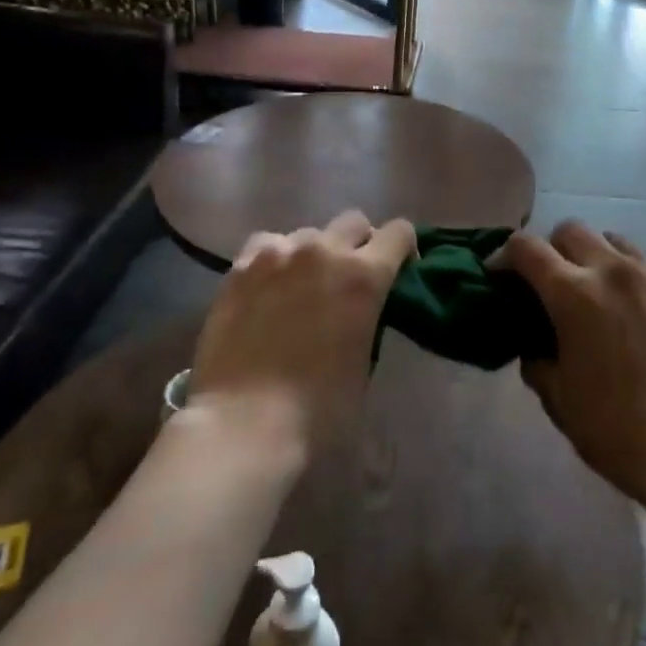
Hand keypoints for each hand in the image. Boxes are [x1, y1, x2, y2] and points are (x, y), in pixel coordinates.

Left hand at [188, 210, 415, 459]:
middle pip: (354, 222)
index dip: (403, 249)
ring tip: (302, 287)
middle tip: (349, 280)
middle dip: (359, 244)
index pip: (399, 232)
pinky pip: (267, 245)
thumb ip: (368, 318)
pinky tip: (268, 287)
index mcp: (364, 276)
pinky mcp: (241, 267)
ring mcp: (278, 254)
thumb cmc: (318, 410)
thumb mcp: (365, 361)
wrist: (244, 424)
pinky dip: (275, 260)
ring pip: (308, 234)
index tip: (399, 271)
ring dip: (314, 254)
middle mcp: (324, 251)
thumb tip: (359, 309)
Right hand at [507, 221, 645, 510]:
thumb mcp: (557, 398)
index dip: (505, 256)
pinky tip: (641, 322)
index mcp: (573, 293)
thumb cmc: (615, 429)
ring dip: (596, 257)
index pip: (525, 247)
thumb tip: (536, 346)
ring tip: (598, 294)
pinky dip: (635, 284)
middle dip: (552, 249)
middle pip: (571, 229)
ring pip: (615, 242)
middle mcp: (614, 270)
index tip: (500, 276)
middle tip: (550, 283)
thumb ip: (537, 360)